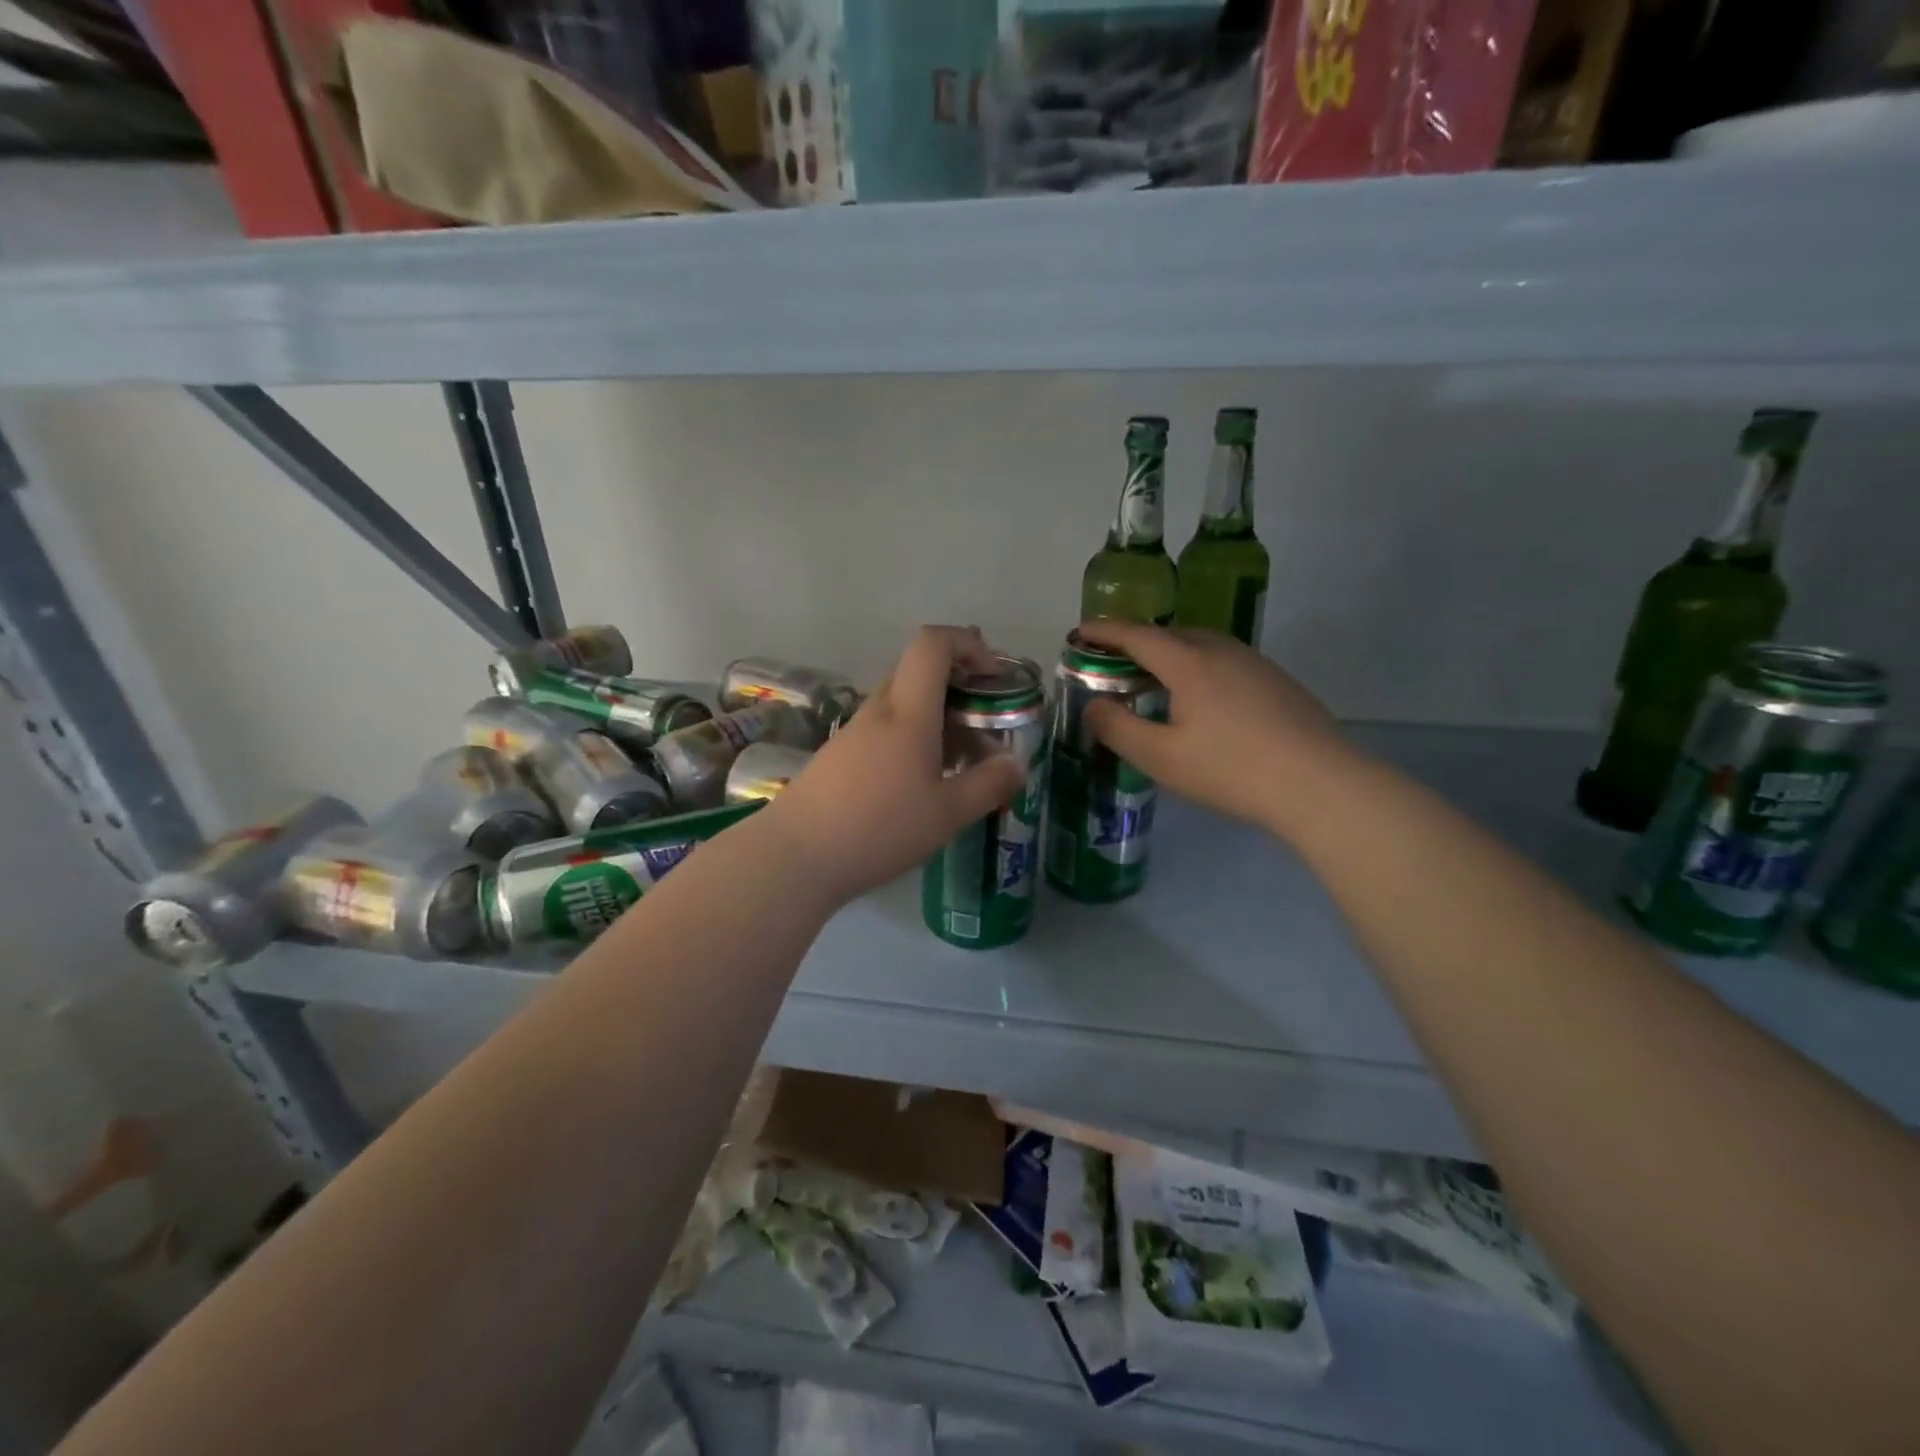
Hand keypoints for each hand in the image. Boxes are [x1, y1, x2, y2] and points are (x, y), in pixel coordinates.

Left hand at [762, 626, 1026, 906]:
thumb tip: (1018, 764)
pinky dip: (914, 737)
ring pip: (903, 703)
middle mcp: (879, 710)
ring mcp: (854, 732)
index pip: (933, 644)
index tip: (993, 676)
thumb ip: (988, 785)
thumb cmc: (879, 828)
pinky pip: (885, 728)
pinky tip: (923, 781)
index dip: (967, 644)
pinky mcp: (839, 755)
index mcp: (907, 712)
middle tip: (986, 719)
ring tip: (963, 760)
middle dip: (959, 684)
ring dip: (938, 716)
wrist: (796, 856)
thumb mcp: (947, 814)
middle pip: (918, 670)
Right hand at [1075, 621, 1360, 840]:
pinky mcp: (1277, 681)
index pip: (1136, 635)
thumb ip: (1118, 729)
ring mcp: (1255, 663)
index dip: (1104, 631)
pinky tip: (1201, 699)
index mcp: (1189, 662)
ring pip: (1201, 646)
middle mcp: (1221, 651)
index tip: (1079, 631)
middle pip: (1170, 634)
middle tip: (1112, 662)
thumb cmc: (1231, 770)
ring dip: (1170, 654)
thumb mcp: (1161, 757)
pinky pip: (1224, 661)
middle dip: (1136, 642)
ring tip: (1154, 679)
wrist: (1319, 784)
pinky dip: (1198, 667)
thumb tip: (1094, 705)